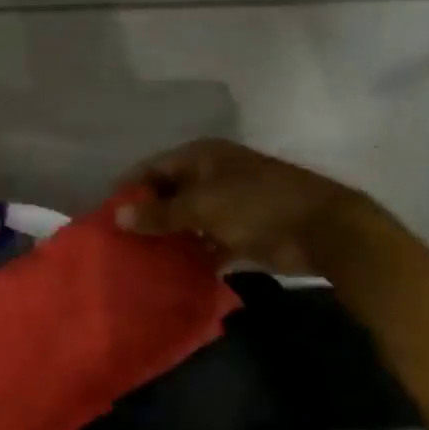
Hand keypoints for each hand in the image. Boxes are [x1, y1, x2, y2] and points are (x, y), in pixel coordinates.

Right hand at [114, 139, 364, 275]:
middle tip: (118, 243)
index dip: (129, 189)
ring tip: (137, 261)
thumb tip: (118, 216)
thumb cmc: (258, 206)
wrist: (323, 229)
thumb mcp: (203, 207)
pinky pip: (206, 241)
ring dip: (167, 238)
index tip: (105, 216)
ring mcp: (228, 203)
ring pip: (186, 219)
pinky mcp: (241, 231)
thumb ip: (160, 213)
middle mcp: (212, 174)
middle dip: (146, 216)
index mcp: (202, 156)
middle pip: (168, 193)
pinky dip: (192, 254)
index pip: (153, 168)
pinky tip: (170, 273)